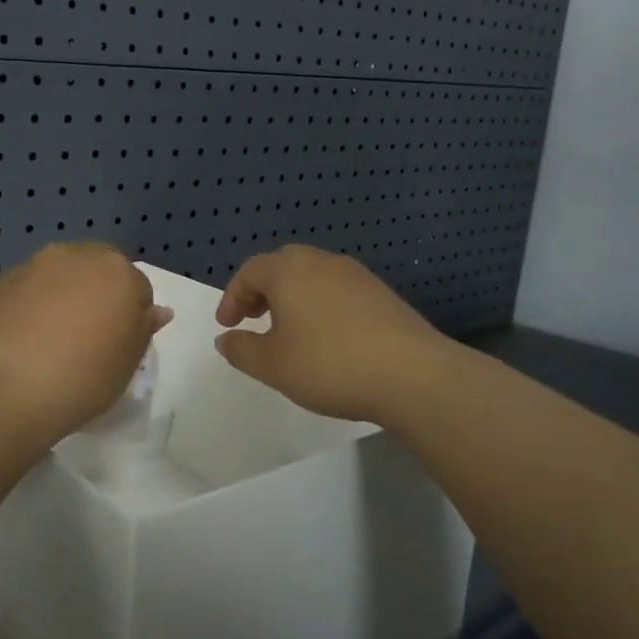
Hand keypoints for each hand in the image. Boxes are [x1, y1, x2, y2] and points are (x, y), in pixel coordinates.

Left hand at [0, 243, 172, 441]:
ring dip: (63, 297)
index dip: (131, 320)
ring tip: (52, 341)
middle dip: (97, 296)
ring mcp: (34, 265)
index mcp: (118, 272)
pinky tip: (24, 341)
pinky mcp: (0, 281)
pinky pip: (29, 290)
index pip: (139, 289)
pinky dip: (32, 306)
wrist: (2, 389)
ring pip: (61, 276)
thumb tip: (156, 311)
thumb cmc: (82, 379)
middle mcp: (77, 256)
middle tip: (88, 339)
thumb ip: (143, 330)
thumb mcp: (127, 364)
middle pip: (98, 271)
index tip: (117, 348)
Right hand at [214, 245, 454, 426]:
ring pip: (312, 277)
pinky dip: (320, 306)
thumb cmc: (329, 365)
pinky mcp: (382, 294)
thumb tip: (226, 338)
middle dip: (261, 292)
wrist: (413, 375)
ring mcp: (357, 275)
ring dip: (292, 298)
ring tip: (289, 332)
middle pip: (282, 267)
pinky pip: (338, 291)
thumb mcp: (272, 365)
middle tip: (253, 320)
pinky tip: (327, 339)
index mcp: (289, 270)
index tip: (227, 326)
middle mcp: (322, 262)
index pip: (250, 271)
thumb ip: (241, 349)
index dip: (232, 298)